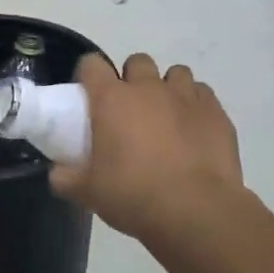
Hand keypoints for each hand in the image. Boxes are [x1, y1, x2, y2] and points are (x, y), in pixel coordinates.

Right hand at [49, 53, 242, 241]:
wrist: (195, 211)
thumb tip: (58, 174)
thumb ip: (66, 178)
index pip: (92, 64)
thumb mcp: (88, 192)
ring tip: (165, 116)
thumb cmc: (133, 195)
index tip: (89, 94)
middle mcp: (148, 88)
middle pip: (137, 62)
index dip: (88, 75)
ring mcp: (185, 96)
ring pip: (175, 74)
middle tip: (129, 110)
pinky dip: (194, 105)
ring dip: (167, 88)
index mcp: (111, 99)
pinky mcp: (215, 111)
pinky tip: (193, 128)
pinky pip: (202, 93)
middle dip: (132, 79)